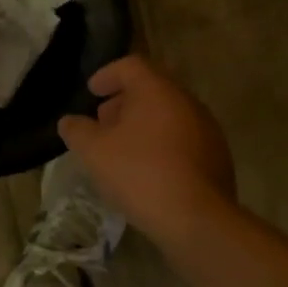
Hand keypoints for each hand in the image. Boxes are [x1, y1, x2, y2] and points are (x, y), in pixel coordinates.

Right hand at [58, 56, 236, 237]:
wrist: (198, 220)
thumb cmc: (141, 174)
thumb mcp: (95, 153)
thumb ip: (77, 131)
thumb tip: (69, 122)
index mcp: (158, 90)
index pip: (131, 66)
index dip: (107, 75)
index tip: (92, 91)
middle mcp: (186, 101)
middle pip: (151, 89)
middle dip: (124, 102)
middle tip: (103, 122)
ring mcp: (207, 129)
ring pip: (168, 115)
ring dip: (143, 125)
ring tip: (123, 149)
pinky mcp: (217, 157)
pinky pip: (183, 139)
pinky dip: (162, 144)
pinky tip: (148, 170)